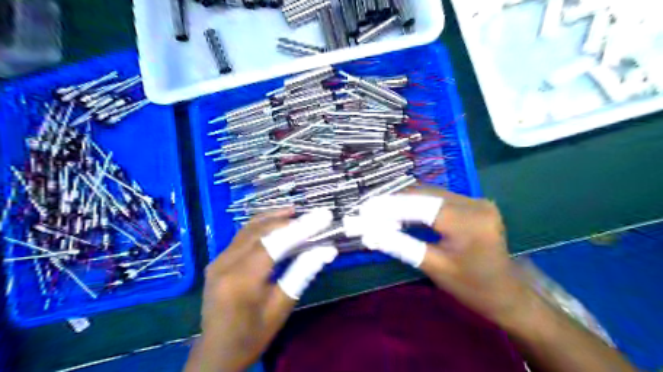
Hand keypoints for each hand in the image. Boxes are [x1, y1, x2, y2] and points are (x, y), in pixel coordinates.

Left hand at [186, 210, 336, 371]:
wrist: (217, 352)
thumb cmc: (253, 335)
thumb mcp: (281, 307)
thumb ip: (302, 273)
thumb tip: (327, 249)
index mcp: (241, 280)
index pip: (275, 244)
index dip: (301, 228)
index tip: (323, 216)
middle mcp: (224, 264)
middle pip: (260, 231)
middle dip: (289, 220)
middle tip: (313, 216)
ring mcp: (217, 260)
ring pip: (248, 229)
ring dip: (273, 218)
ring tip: (295, 212)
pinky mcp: (217, 260)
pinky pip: (241, 236)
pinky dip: (261, 226)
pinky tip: (274, 223)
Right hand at [358, 189, 528, 325]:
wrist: (506, 292)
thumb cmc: (471, 286)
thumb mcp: (434, 268)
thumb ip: (401, 246)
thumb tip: (370, 234)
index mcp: (468, 222)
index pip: (420, 206)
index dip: (390, 205)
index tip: (365, 208)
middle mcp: (474, 204)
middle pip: (424, 195)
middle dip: (394, 201)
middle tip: (369, 209)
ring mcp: (476, 201)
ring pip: (431, 194)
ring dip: (404, 201)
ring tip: (380, 210)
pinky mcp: (474, 203)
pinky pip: (439, 198)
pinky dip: (418, 204)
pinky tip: (402, 211)